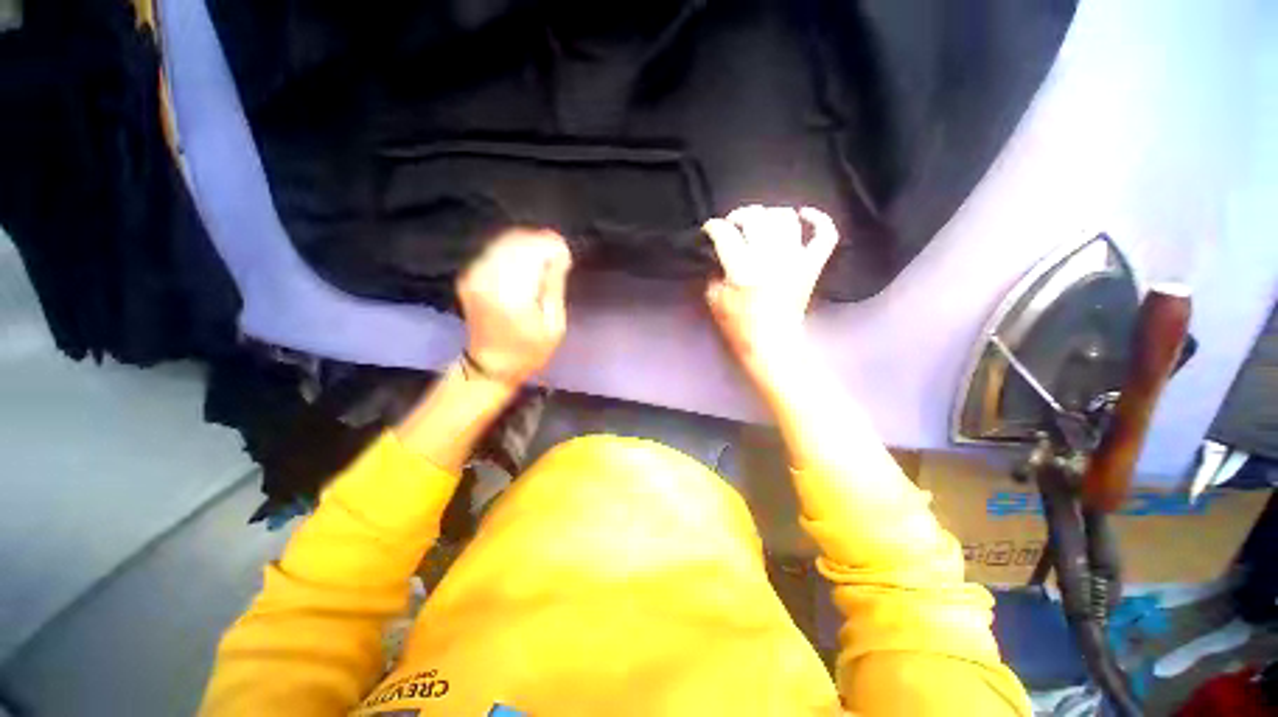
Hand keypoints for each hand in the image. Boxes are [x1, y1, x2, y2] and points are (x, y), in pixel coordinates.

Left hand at [456, 228, 572, 385]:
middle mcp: (488, 279)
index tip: (566, 255)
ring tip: (544, 258)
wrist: (489, 365)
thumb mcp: (554, 326)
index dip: (552, 247)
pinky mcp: (469, 275)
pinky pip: (494, 250)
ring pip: (504, 242)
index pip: (532, 252)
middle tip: (557, 256)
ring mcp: (474, 275)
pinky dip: (513, 250)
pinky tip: (526, 262)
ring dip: (527, 244)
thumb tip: (559, 255)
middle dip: (540, 242)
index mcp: (511, 295)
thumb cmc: (529, 350)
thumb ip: (554, 287)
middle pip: (517, 242)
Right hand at [702, 205, 837, 376]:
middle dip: (738, 216)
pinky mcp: (812, 265)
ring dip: (768, 214)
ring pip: (785, 218)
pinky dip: (818, 219)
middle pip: (754, 217)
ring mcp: (795, 258)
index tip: (709, 230)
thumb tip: (719, 255)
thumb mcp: (714, 300)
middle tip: (732, 226)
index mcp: (742, 267)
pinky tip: (803, 214)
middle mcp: (770, 256)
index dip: (713, 227)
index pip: (724, 232)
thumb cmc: (739, 326)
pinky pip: (824, 234)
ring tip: (759, 223)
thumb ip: (713, 273)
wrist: (771, 345)